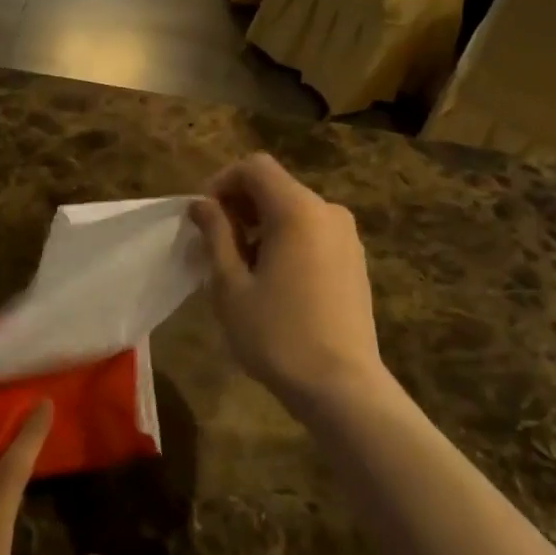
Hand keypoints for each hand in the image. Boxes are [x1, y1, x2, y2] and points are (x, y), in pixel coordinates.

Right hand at [189, 153, 386, 409]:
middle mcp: (328, 211)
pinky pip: (313, 232)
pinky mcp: (354, 260)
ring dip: (262, 225)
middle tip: (216, 245)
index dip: (223, 182)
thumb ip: (215, 234)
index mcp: (298, 210)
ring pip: (294, 210)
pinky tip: (274, 280)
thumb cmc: (278, 335)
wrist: (342, 387)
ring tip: (241, 267)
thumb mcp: (230, 285)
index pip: (255, 167)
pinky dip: (286, 239)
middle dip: (240, 205)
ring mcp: (347, 236)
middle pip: (276, 186)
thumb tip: (201, 204)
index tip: (204, 217)